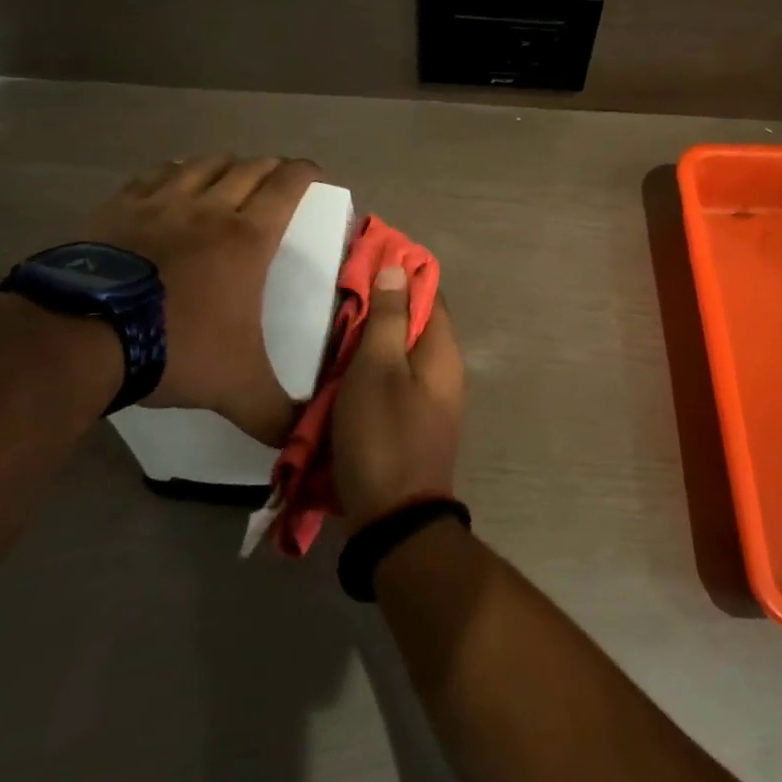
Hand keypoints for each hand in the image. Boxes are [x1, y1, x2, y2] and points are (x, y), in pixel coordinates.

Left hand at [85, 155, 321, 442]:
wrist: (82, 337)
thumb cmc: (176, 347)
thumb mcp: (236, 387)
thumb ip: (275, 413)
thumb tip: (302, 440)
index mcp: (248, 237)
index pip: (287, 186)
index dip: (306, 173)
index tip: (316, 174)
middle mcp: (210, 208)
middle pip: (249, 168)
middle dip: (270, 167)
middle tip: (278, 178)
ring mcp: (160, 204)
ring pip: (203, 165)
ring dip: (224, 164)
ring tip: (230, 173)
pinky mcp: (118, 209)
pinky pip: (154, 176)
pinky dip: (173, 172)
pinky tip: (172, 180)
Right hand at [332, 268, 465, 529]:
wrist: (395, 519)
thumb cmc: (383, 435)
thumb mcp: (377, 369)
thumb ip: (387, 317)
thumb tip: (399, 268)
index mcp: (442, 350)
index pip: (428, 292)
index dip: (399, 273)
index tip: (362, 262)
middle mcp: (446, 369)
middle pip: (414, 322)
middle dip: (380, 307)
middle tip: (339, 300)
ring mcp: (433, 398)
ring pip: (402, 353)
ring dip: (372, 341)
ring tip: (335, 334)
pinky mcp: (416, 422)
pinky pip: (396, 381)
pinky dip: (372, 370)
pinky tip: (343, 374)